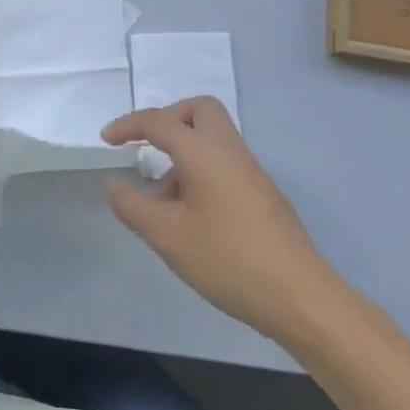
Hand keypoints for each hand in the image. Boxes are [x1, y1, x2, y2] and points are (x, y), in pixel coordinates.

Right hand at [103, 97, 346, 345]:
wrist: (302, 298)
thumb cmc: (228, 259)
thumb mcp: (167, 236)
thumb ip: (133, 207)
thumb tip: (115, 185)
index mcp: (204, 153)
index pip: (160, 121)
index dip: (128, 125)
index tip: (107, 140)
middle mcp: (230, 152)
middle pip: (199, 111)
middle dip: (168, 119)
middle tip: (147, 146)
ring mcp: (252, 173)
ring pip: (213, 139)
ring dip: (183, 154)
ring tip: (163, 202)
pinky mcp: (264, 196)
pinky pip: (224, 164)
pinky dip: (201, 173)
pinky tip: (191, 217)